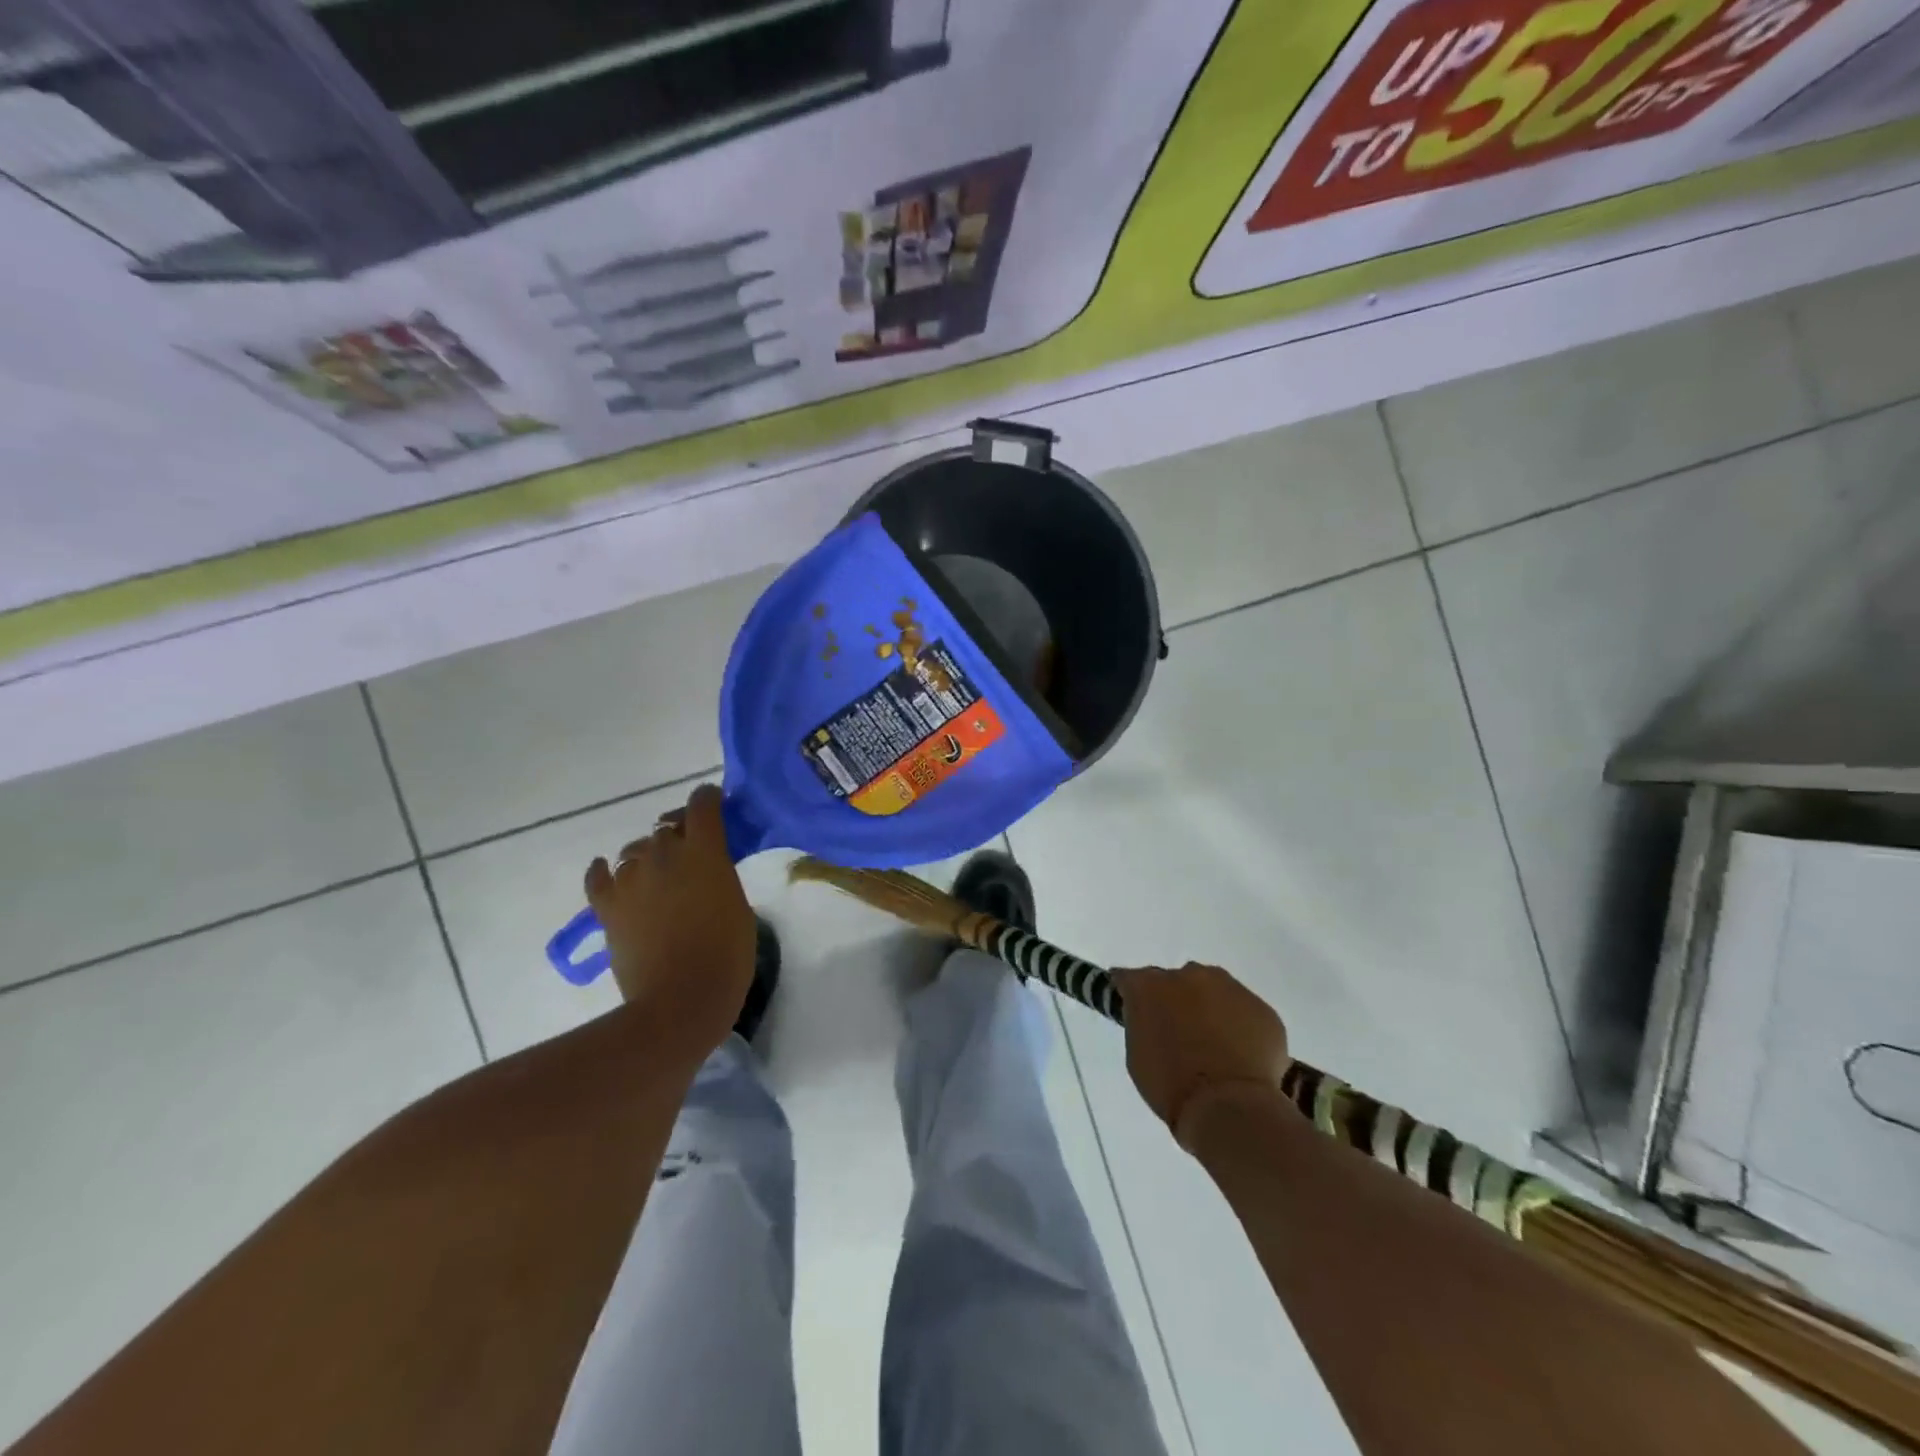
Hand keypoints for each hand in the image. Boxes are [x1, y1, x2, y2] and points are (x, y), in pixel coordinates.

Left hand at [584, 784, 755, 1067]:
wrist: (681, 1001)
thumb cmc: (726, 954)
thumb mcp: (738, 903)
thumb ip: (719, 873)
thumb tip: (705, 867)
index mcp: (703, 849)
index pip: (702, 802)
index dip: (709, 800)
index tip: (717, 808)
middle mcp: (663, 853)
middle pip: (667, 827)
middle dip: (680, 834)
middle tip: (692, 856)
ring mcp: (629, 878)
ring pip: (635, 851)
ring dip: (648, 858)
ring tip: (658, 878)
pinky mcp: (607, 907)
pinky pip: (598, 877)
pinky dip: (604, 872)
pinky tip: (609, 872)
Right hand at [1110, 963, 1290, 1147]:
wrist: (1228, 1108)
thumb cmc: (1170, 1085)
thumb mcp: (1138, 1054)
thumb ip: (1143, 1023)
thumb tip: (1154, 1018)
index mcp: (1149, 985)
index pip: (1130, 980)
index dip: (1132, 995)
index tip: (1135, 1012)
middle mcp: (1189, 975)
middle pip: (1177, 982)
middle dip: (1176, 1001)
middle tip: (1179, 1035)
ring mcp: (1230, 988)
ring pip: (1215, 992)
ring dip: (1211, 1010)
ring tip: (1215, 1047)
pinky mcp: (1263, 1008)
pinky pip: (1245, 1013)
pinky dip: (1241, 1028)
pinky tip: (1241, 1057)